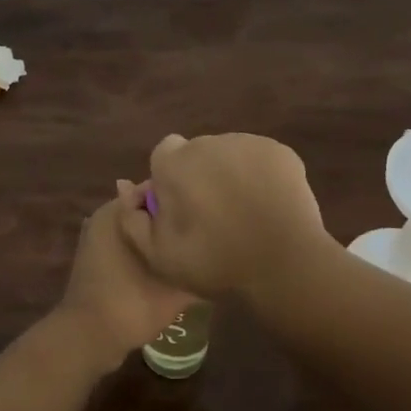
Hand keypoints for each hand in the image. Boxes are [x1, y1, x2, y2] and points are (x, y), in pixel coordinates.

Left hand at [55, 180, 195, 373]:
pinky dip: (148, 250)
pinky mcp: (98, 259)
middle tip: (207, 232)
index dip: (184, 199)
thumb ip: (193, 259)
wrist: (87, 339)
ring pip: (139, 228)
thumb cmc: (129, 304)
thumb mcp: (172, 286)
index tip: (208, 212)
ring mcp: (98, 238)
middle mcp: (105, 217)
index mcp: (116, 211)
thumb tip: (218, 246)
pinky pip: (129, 244)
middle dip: (174, 218)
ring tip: (194, 248)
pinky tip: (172, 264)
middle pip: (148, 208)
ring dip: (162, 237)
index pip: (156, 188)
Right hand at [117, 133, 331, 299]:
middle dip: (199, 175)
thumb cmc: (215, 263)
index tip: (181, 208)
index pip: (163, 155)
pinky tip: (266, 205)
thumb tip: (125, 187)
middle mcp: (207, 143)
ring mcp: (246, 143)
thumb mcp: (158, 256)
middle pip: (196, 152)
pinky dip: (259, 175)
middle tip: (213, 215)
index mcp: (173, 164)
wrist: (284, 267)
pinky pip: (258, 158)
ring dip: (229, 174)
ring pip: (228, 153)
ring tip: (244, 212)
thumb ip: (132, 219)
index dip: (169, 180)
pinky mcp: (279, 151)